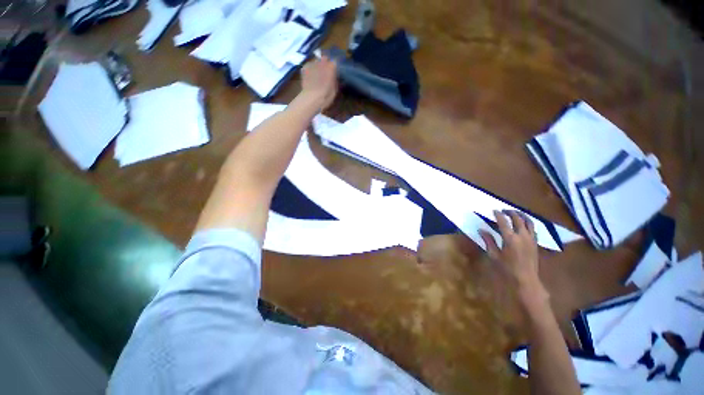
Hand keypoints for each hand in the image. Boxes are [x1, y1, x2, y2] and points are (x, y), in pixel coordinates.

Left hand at [300, 56, 337, 110]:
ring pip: (316, 61)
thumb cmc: (326, 96)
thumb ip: (334, 79)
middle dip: (325, 64)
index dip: (334, 67)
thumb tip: (334, 76)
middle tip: (325, 72)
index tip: (334, 72)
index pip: (335, 62)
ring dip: (317, 66)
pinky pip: (309, 65)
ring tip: (317, 74)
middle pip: (324, 59)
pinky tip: (310, 76)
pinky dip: (310, 69)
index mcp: (332, 66)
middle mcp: (322, 61)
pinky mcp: (304, 67)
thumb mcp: (335, 89)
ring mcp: (313, 63)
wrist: (312, 98)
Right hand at [479, 210, 548, 307]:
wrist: (526, 280)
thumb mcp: (494, 255)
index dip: (498, 215)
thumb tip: (481, 230)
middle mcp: (522, 236)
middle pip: (518, 219)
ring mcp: (531, 239)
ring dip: (521, 215)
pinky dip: (528, 223)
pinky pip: (533, 229)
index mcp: (510, 238)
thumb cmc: (507, 268)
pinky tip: (524, 224)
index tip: (494, 210)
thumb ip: (488, 241)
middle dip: (510, 212)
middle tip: (504, 210)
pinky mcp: (535, 243)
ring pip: (529, 222)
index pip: (503, 222)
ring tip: (515, 213)